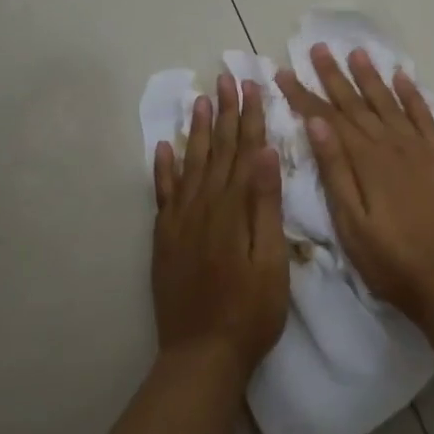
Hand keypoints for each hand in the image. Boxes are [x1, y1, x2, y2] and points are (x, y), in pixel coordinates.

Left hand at [153, 74, 288, 375]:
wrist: (202, 355)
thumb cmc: (250, 309)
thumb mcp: (271, 258)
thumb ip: (265, 204)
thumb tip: (265, 151)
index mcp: (233, 207)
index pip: (244, 150)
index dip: (249, 115)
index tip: (251, 84)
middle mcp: (204, 204)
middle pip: (217, 149)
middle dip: (224, 112)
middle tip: (226, 78)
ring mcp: (180, 220)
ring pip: (190, 163)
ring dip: (196, 130)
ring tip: (200, 100)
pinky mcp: (165, 238)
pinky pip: (163, 194)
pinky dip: (163, 168)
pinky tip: (163, 147)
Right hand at [276, 45, 433, 325]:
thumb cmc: (391, 259)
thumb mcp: (351, 224)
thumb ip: (335, 170)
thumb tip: (316, 123)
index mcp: (364, 160)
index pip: (327, 118)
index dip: (304, 95)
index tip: (284, 72)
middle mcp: (391, 144)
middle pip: (357, 103)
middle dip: (334, 75)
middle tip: (318, 48)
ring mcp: (419, 147)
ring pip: (389, 102)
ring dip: (371, 77)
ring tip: (357, 52)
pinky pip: (425, 115)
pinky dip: (413, 94)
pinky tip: (403, 78)